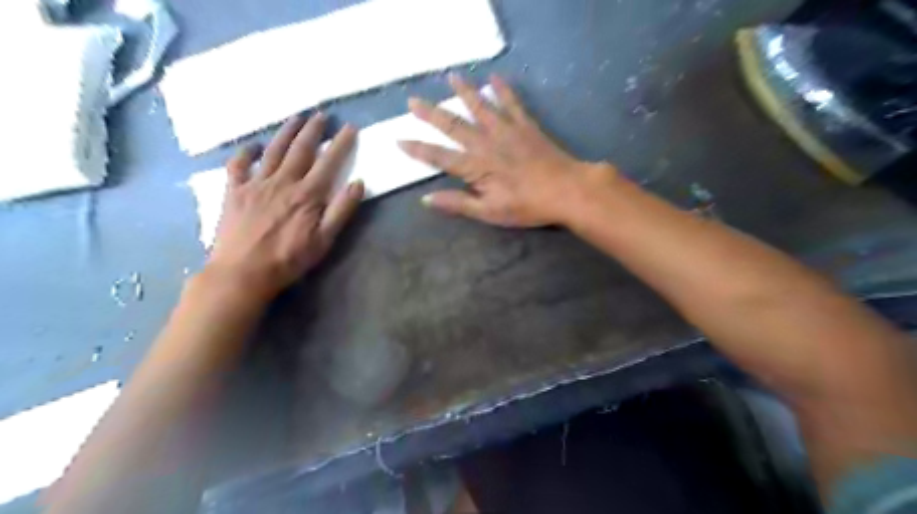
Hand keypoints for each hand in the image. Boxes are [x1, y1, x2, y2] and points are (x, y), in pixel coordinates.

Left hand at [208, 113, 366, 296]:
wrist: (242, 272)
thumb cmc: (289, 259)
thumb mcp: (324, 240)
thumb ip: (341, 210)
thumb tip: (358, 183)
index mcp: (307, 194)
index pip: (329, 163)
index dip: (341, 144)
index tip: (350, 127)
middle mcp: (282, 182)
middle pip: (300, 150)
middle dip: (313, 130)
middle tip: (321, 114)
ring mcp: (255, 184)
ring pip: (273, 151)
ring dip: (285, 132)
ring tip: (296, 117)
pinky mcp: (234, 191)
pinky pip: (238, 165)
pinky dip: (245, 152)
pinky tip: (252, 145)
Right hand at [399, 74, 615, 226]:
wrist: (567, 190)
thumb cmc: (528, 206)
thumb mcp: (490, 212)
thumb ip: (458, 203)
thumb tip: (426, 200)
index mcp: (476, 167)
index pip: (439, 157)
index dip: (418, 149)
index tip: (398, 140)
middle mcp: (486, 143)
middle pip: (453, 125)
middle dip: (431, 114)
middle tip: (413, 101)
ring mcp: (507, 130)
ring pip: (480, 106)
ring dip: (463, 91)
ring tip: (451, 76)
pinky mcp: (526, 125)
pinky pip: (511, 103)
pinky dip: (502, 89)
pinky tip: (494, 77)